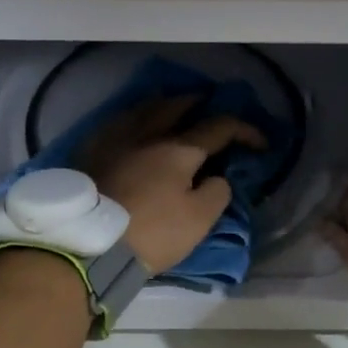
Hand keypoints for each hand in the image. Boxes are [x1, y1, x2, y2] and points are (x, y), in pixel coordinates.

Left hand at [85, 97, 266, 273]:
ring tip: (170, 107)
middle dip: (198, 103)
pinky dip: (132, 118)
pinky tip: (132, 126)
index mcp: (178, 149)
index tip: (260, 143)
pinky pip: (116, 122)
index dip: (244, 131)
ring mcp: (115, 139)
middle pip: (176, 106)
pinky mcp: (89, 151)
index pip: (219, 127)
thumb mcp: (198, 221)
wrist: (87, 244)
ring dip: (163, 104)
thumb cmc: (150, 233)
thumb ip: (216, 193)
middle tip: (208, 106)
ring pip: (142, 108)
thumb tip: (216, 177)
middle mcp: (147, 134)